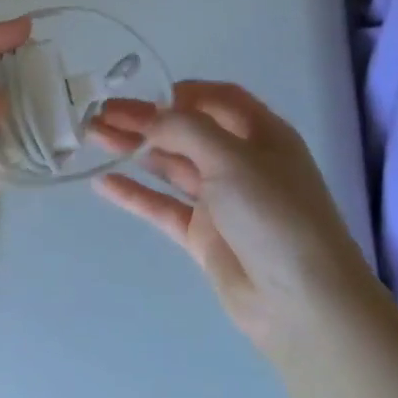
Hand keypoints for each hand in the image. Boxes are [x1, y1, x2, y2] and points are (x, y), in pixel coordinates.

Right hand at [90, 81, 371, 349]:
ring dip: (133, 149)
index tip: (141, 94)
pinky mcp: (204, 236)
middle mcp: (241, 162)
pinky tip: (103, 183)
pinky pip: (163, 206)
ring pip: (169, 165)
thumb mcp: (232, 158)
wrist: (304, 306)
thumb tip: (148, 117)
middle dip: (143, 119)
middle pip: (185, 131)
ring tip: (92, 136)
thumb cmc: (275, 215)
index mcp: (261, 134)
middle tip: (98, 113)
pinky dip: (134, 193)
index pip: (217, 99)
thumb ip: (184, 129)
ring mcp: (222, 201)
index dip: (179, 92)